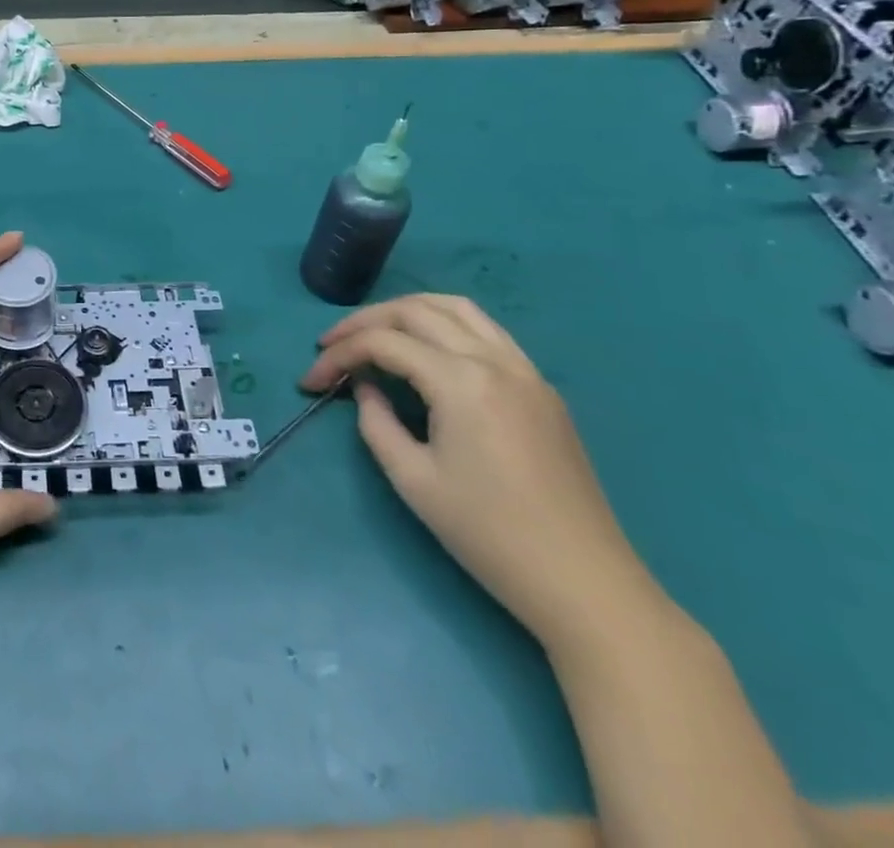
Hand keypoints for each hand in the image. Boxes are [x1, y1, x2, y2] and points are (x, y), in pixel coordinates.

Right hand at [302, 294, 660, 650]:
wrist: (585, 584)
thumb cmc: (490, 535)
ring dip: (407, 311)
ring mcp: (526, 370)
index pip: (384, 343)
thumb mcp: (413, 480)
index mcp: (461, 381)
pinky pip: (486, 332)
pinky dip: (445, 325)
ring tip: (375, 333)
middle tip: (331, 346)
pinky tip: (428, 352)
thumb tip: (366, 389)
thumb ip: (376, 423)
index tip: (308, 381)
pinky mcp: (542, 389)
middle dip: (364, 322)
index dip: (338, 354)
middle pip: (416, 311)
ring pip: (457, 308)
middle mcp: (495, 360)